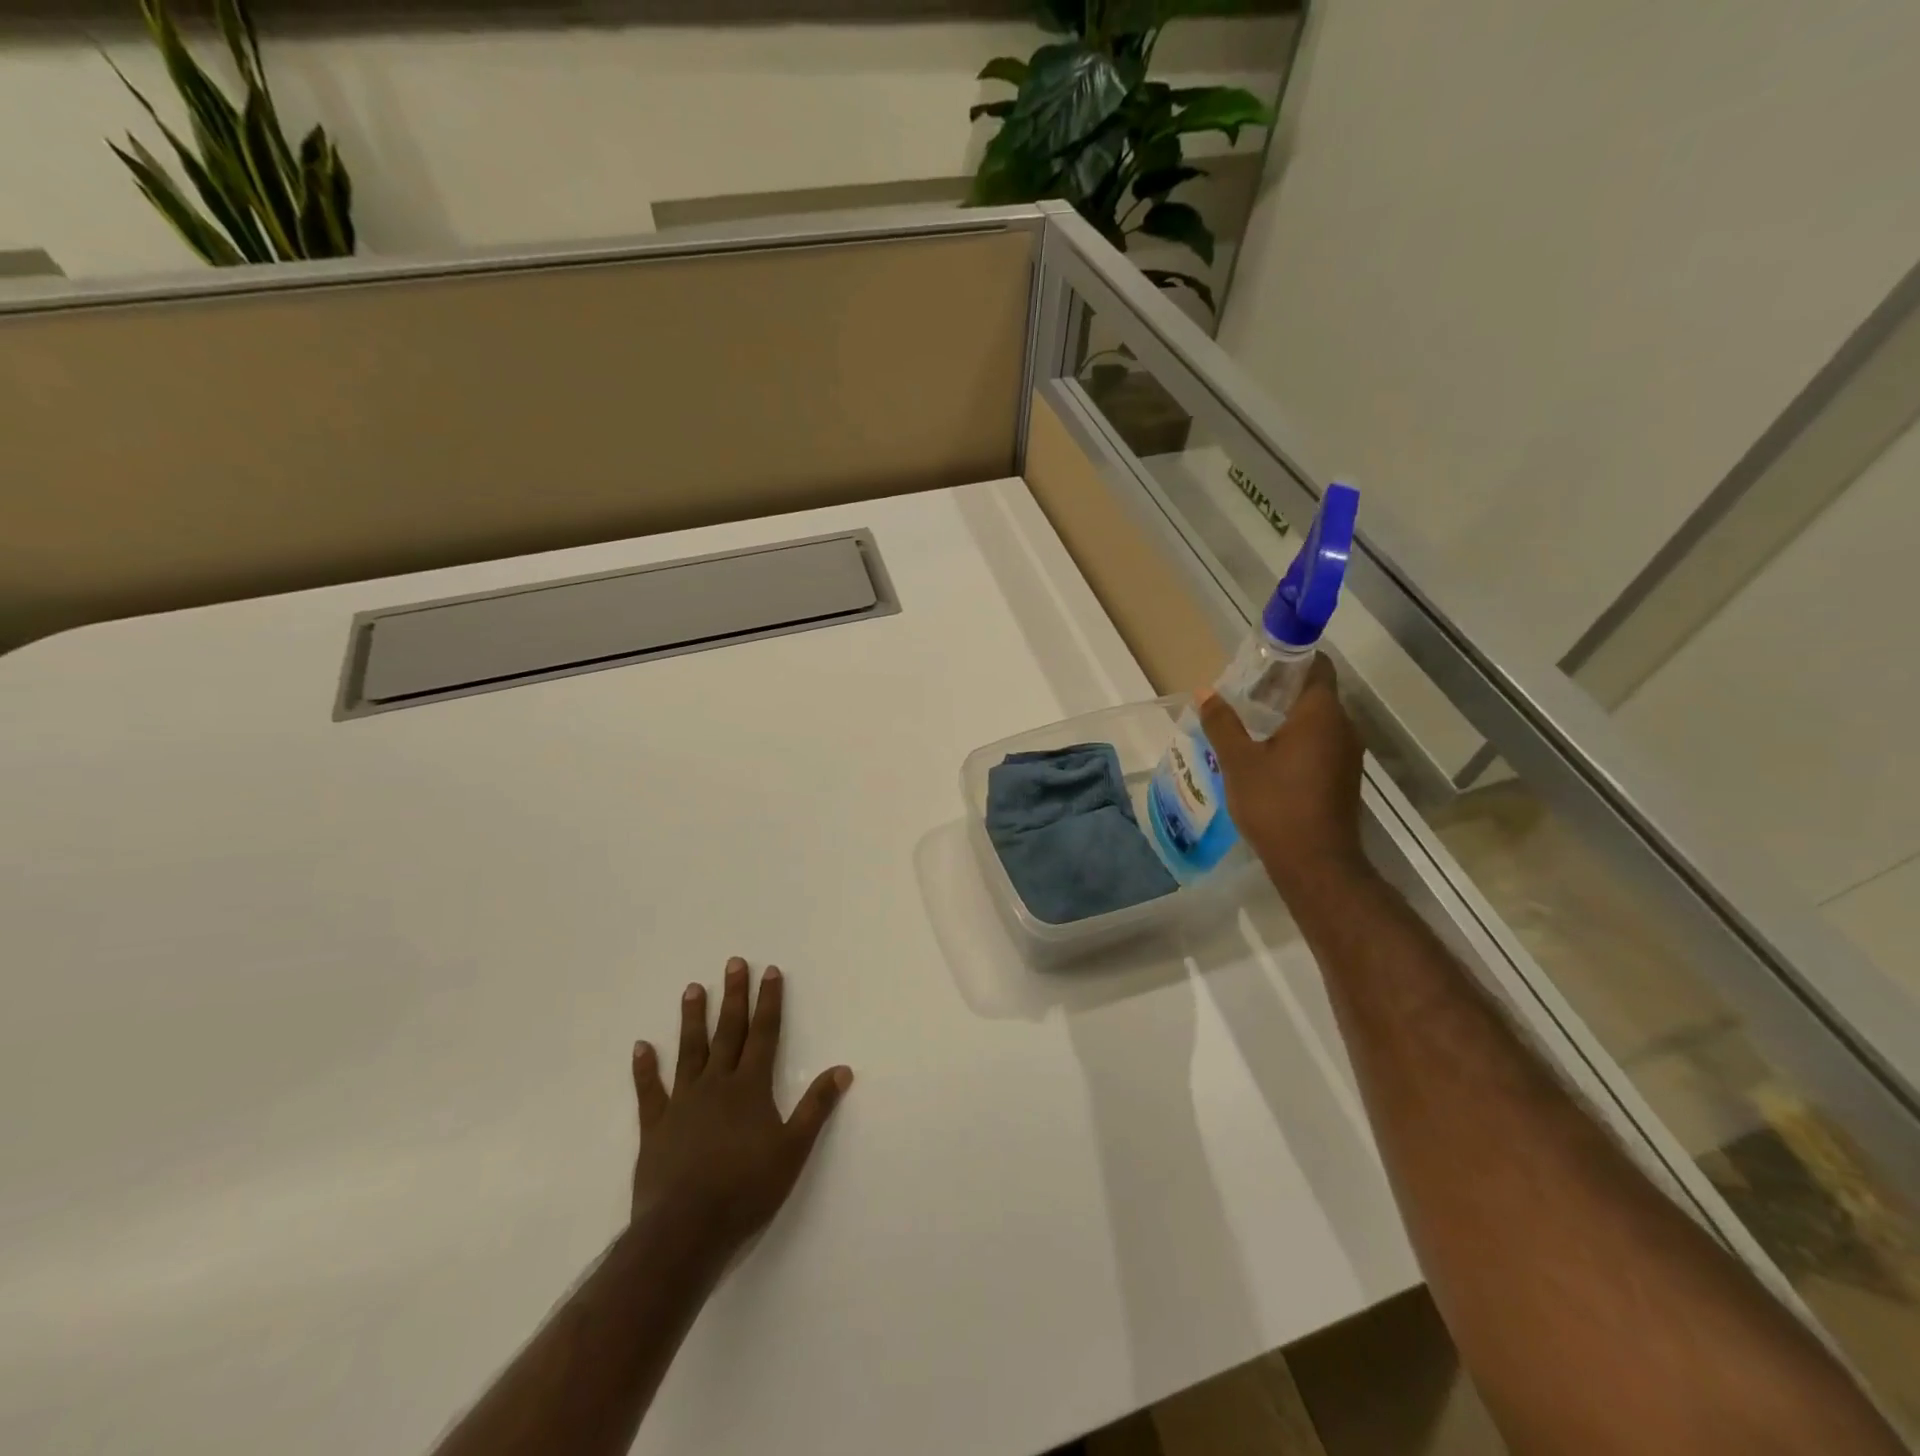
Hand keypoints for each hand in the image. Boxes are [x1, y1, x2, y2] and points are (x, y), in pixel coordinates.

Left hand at [628, 958, 852, 1262]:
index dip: (769, 1002)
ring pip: (689, 1051)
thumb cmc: (746, 1189)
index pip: (764, 1034)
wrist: (686, 1230)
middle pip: (728, 1032)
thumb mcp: (793, 1150)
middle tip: (733, 963)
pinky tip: (641, 1046)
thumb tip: (842, 1069)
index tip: (769, 971)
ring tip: (693, 988)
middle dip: (734, 996)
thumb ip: (816, 1107)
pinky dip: (645, 1068)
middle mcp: (716, 1085)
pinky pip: (650, 1091)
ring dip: (692, 1019)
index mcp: (750, 1088)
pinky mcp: (655, 1127)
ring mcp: (682, 1103)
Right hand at [1200, 654, 1368, 896]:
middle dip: (1280, 689)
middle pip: (1315, 693)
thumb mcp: (1238, 761)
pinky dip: (1295, 740)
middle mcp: (1343, 727)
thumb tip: (1205, 692)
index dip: (1291, 657)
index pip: (1316, 666)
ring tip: (1247, 724)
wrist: (1315, 864)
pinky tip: (1265, 756)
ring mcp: (1347, 755)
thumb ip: (1222, 723)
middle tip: (1241, 693)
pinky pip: (1320, 745)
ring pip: (1317, 722)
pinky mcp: (1343, 778)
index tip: (1259, 660)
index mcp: (1321, 714)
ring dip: (1286, 717)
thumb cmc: (1275, 804)